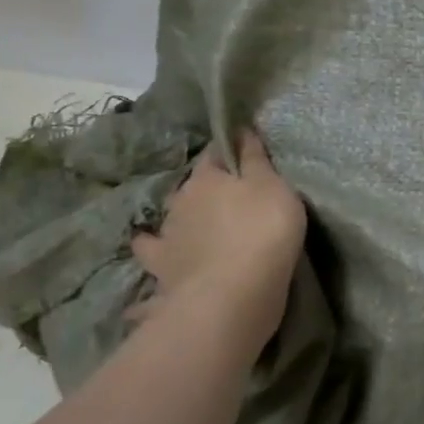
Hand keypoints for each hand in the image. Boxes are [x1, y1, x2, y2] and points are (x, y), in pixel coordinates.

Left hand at [129, 131, 306, 336]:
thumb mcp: (274, 186)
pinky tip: (150, 275)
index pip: (214, 154)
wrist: (233, 294)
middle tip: (223, 200)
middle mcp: (179, 204)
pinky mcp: (163, 275)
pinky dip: (154, 268)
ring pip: (167, 225)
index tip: (241, 152)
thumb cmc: (262, 230)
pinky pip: (155, 267)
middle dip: (202, 192)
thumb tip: (241, 130)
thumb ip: (256, 160)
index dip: (228, 151)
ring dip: (176, 227)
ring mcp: (166, 242)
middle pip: (189, 190)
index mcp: (206, 179)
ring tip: (186, 234)